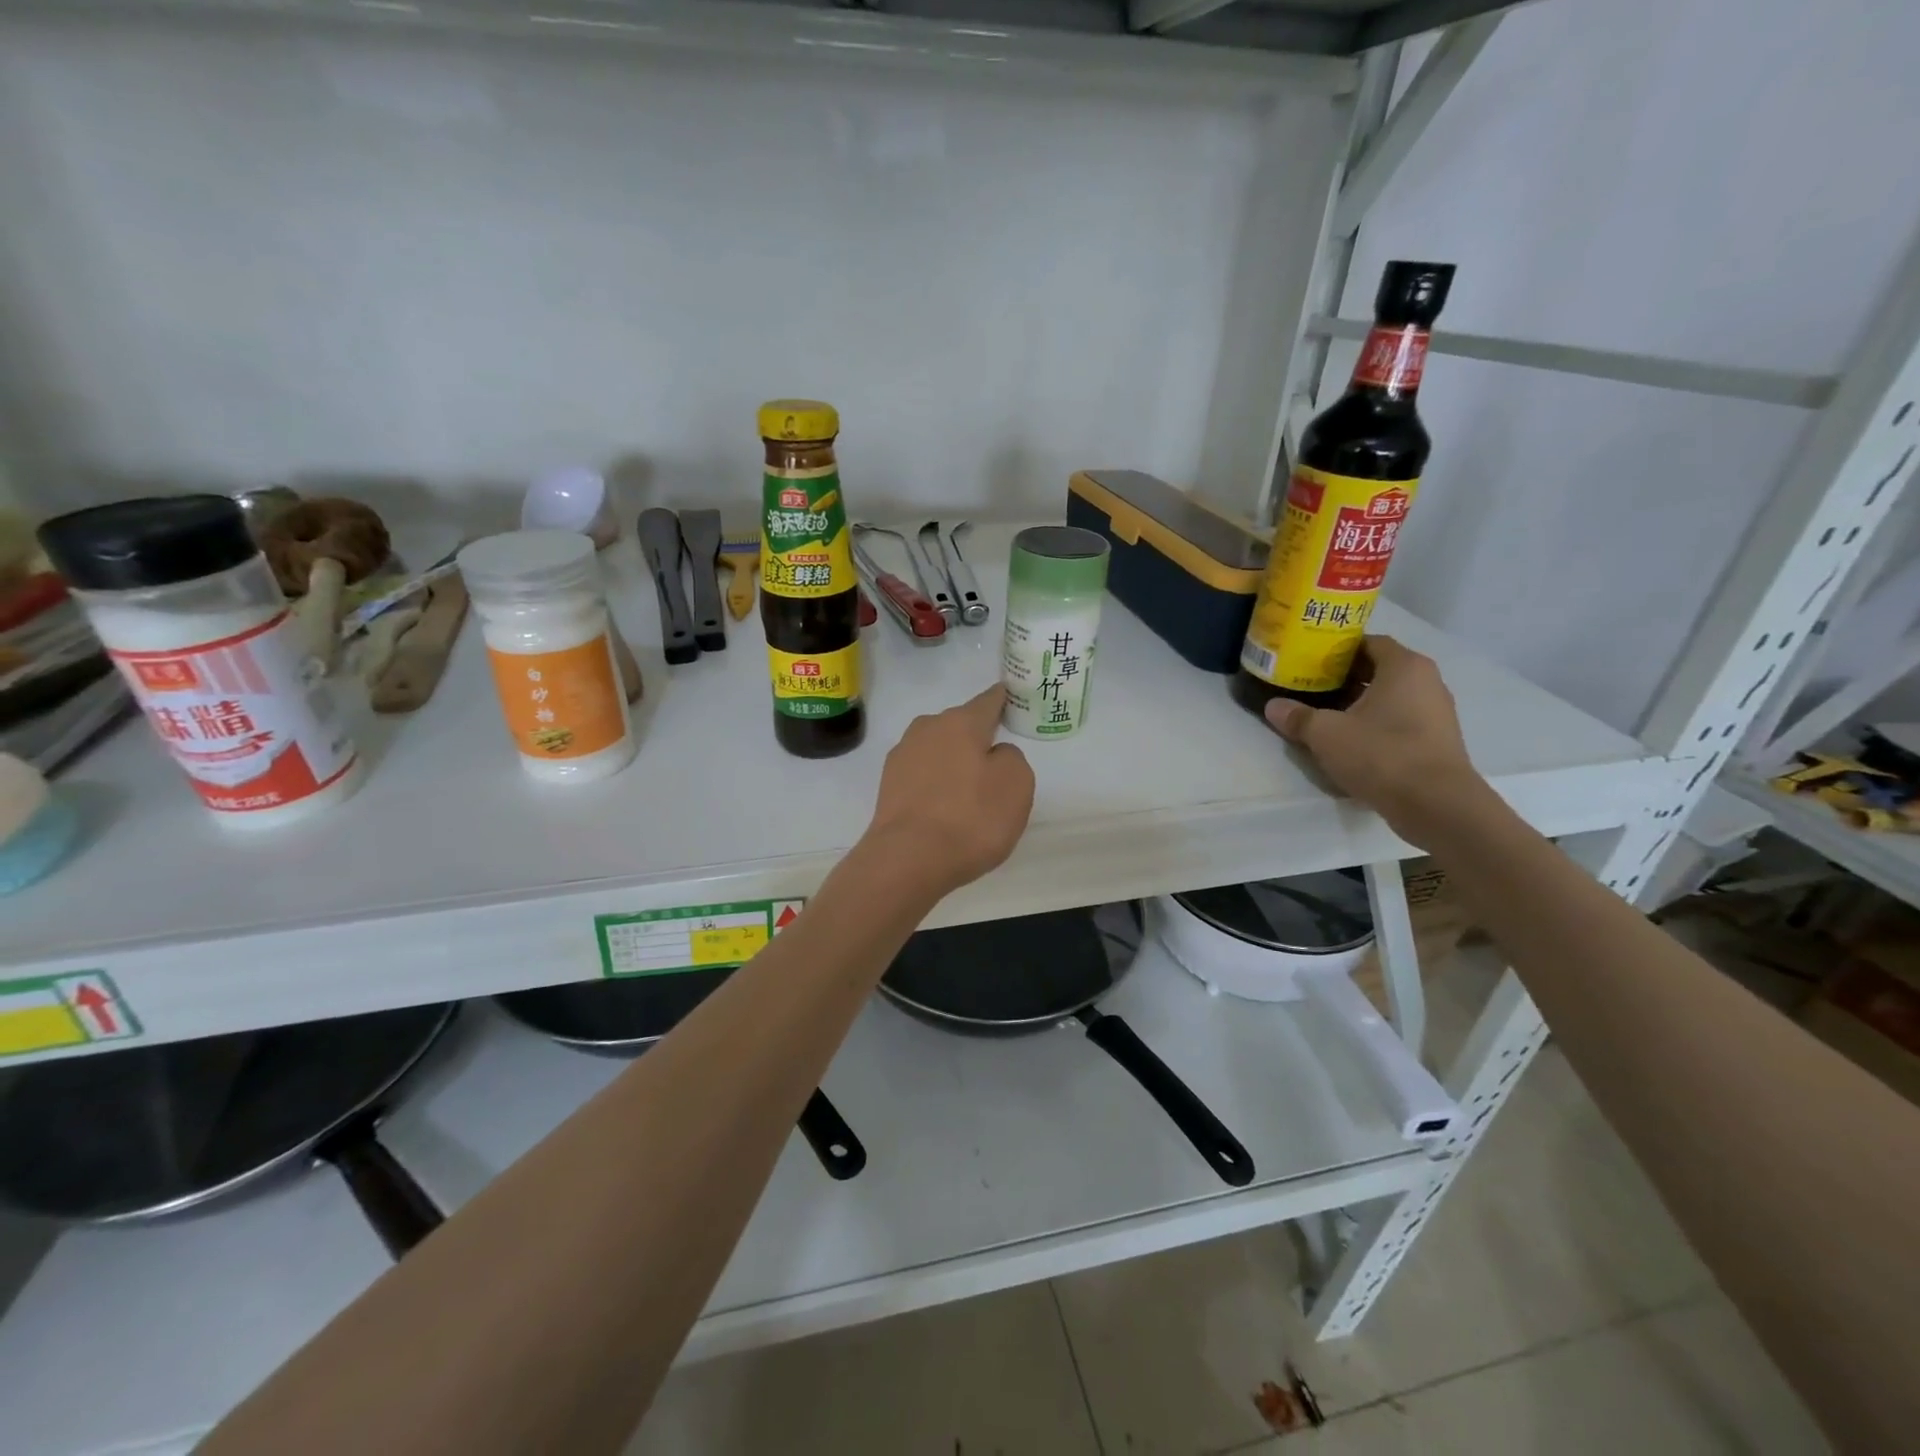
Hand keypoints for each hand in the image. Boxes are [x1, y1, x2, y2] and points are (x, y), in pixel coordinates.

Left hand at [864, 684, 1035, 894]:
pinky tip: (945, 806)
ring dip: (953, 762)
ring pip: (938, 750)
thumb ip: (1011, 758)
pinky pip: (922, 775)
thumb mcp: (1016, 784)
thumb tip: (993, 754)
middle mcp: (926, 729)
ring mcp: (902, 757)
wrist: (907, 859)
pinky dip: (936, 784)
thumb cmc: (970, 817)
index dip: (1002, 700)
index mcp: (960, 722)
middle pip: (959, 725)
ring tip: (969, 789)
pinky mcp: (888, 786)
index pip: (987, 701)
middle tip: (994, 761)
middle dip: (976, 737)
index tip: (1009, 698)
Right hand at [1264, 636, 1488, 846]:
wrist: (1436, 805)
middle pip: (1379, 669)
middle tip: (1310, 686)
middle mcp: (1427, 682)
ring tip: (1326, 715)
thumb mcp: (1326, 734)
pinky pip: (1400, 722)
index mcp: (1404, 667)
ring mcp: (1436, 713)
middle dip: (1345, 677)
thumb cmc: (1381, 754)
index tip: (1310, 660)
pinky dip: (1376, 725)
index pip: (1368, 642)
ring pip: (1390, 698)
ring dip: (1360, 704)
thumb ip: (1298, 717)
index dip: (1338, 649)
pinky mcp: (1437, 742)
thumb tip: (1273, 707)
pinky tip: (1351, 742)